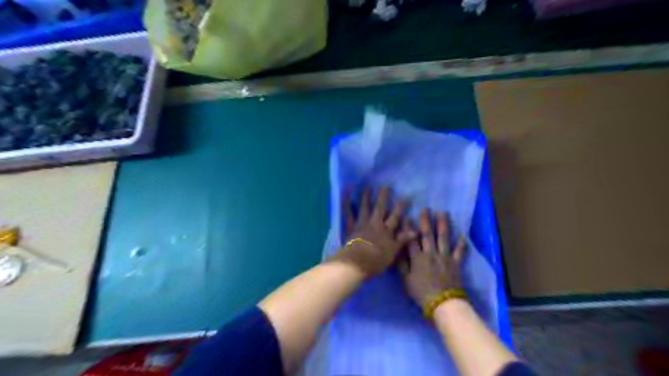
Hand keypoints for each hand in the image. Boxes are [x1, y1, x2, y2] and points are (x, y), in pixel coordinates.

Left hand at [331, 186, 415, 276]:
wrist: (358, 262)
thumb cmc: (377, 260)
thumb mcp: (394, 251)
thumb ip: (403, 240)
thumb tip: (416, 231)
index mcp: (386, 231)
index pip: (395, 218)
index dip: (400, 208)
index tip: (404, 197)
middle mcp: (375, 224)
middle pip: (380, 209)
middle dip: (383, 198)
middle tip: (385, 187)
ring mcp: (362, 224)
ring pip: (365, 209)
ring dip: (366, 198)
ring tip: (367, 188)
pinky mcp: (351, 227)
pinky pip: (348, 214)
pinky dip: (346, 205)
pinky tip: (345, 196)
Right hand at [399, 208, 466, 308]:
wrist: (443, 303)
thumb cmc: (421, 293)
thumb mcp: (406, 280)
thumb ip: (402, 264)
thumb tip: (397, 249)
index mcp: (418, 258)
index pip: (411, 239)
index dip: (409, 228)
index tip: (407, 216)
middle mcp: (431, 253)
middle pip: (428, 235)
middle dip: (426, 221)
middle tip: (425, 209)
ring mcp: (445, 257)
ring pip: (443, 238)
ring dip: (443, 225)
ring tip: (442, 213)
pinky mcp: (455, 263)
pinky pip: (459, 251)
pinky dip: (461, 243)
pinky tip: (463, 234)